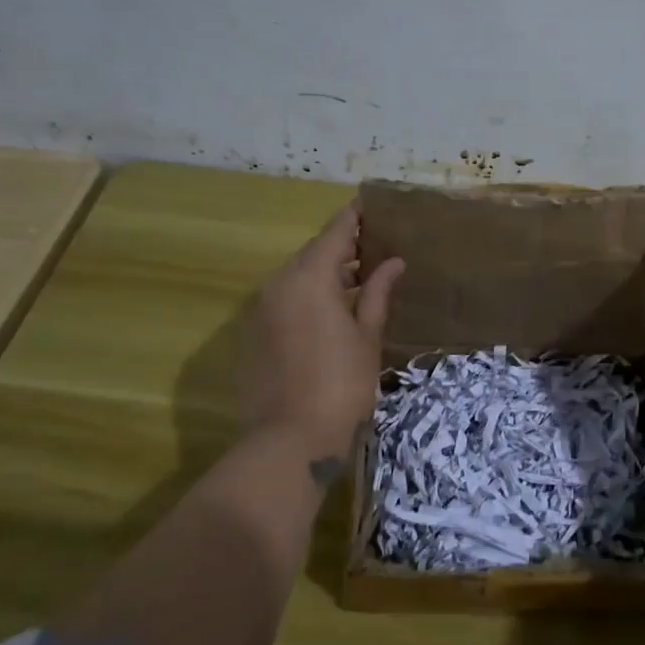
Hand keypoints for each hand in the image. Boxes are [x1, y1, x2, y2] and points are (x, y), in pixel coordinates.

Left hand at [237, 204, 404, 456]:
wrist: (289, 440)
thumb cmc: (341, 385)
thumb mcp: (367, 336)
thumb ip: (378, 293)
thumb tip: (393, 262)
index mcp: (310, 277)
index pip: (334, 232)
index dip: (353, 217)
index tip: (369, 205)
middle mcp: (278, 284)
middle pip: (312, 253)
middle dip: (341, 248)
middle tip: (372, 248)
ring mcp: (260, 310)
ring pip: (295, 278)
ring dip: (323, 274)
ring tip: (356, 281)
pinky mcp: (251, 334)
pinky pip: (282, 301)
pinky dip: (305, 297)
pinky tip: (328, 314)